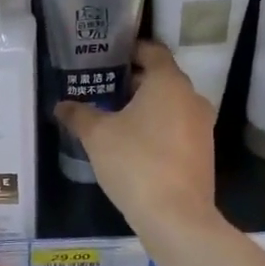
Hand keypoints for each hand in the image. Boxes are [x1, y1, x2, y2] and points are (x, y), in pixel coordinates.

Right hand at [55, 40, 218, 235]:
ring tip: (115, 119)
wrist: (175, 216)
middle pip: (162, 79)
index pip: (153, 50)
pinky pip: (177, 129)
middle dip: (134, 82)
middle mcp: (192, 98)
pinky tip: (134, 146)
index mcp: (169, 83)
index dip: (131, 50)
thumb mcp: (97, 136)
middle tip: (104, 89)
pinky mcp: (203, 152)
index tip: (109, 56)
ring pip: (171, 106)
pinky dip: (158, 129)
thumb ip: (78, 115)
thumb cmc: (135, 162)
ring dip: (146, 108)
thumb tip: (61, 105)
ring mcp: (202, 126)